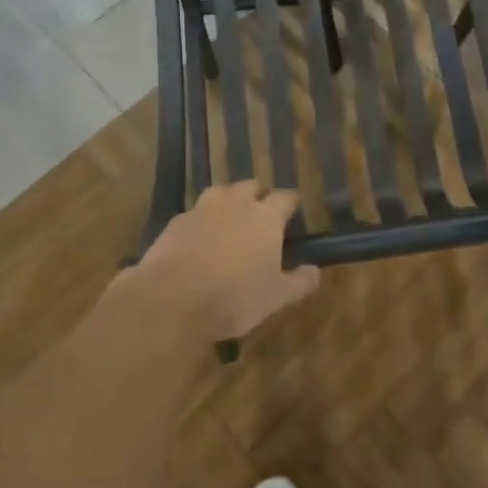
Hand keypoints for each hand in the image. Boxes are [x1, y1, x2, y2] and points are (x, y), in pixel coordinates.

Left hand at [126, 182, 319, 341]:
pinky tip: (200, 238)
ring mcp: (203, 209)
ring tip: (230, 220)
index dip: (291, 204)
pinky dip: (202, 220)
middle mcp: (236, 203)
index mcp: (266, 216)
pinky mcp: (176, 221)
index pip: (285, 198)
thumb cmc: (234, 297)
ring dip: (229, 201)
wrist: (172, 300)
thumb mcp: (275, 298)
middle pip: (251, 187)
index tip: (293, 214)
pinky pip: (195, 212)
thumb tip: (315, 271)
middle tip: (261, 217)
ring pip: (221, 192)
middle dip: (258, 196)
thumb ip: (299, 282)